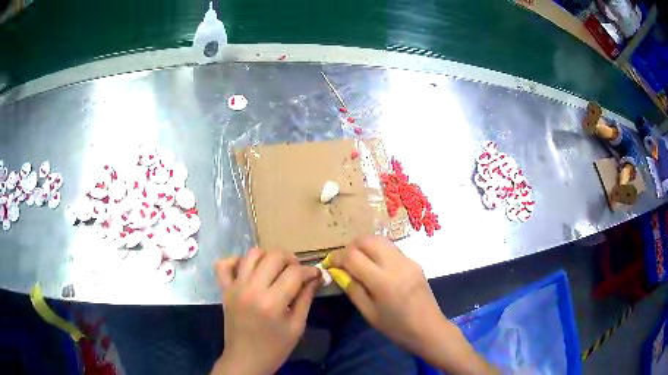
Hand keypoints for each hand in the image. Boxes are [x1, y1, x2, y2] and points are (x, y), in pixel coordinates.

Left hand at [212, 248, 320, 374]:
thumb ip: (306, 298)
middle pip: (273, 257)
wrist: (245, 359)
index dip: (309, 270)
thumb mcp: (297, 326)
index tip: (315, 274)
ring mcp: (235, 287)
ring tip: (275, 268)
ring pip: (251, 254)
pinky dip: (237, 261)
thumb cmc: (275, 348)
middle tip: (296, 271)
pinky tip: (248, 269)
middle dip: (290, 259)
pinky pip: (224, 264)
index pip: (294, 273)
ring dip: (267, 257)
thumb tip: (316, 277)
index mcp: (272, 303)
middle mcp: (251, 289)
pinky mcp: (224, 290)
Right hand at [328, 236, 495, 373]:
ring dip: (365, 246)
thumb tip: (337, 271)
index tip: (329, 264)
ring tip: (358, 262)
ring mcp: (407, 260)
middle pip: (367, 240)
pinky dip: (378, 251)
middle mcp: (395, 264)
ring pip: (380, 240)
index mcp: (382, 280)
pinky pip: (392, 249)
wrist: (428, 328)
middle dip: (351, 247)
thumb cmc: (396, 327)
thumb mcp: (368, 312)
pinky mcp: (414, 262)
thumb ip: (352, 288)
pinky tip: (376, 267)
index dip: (337, 257)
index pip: (352, 256)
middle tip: (344, 262)